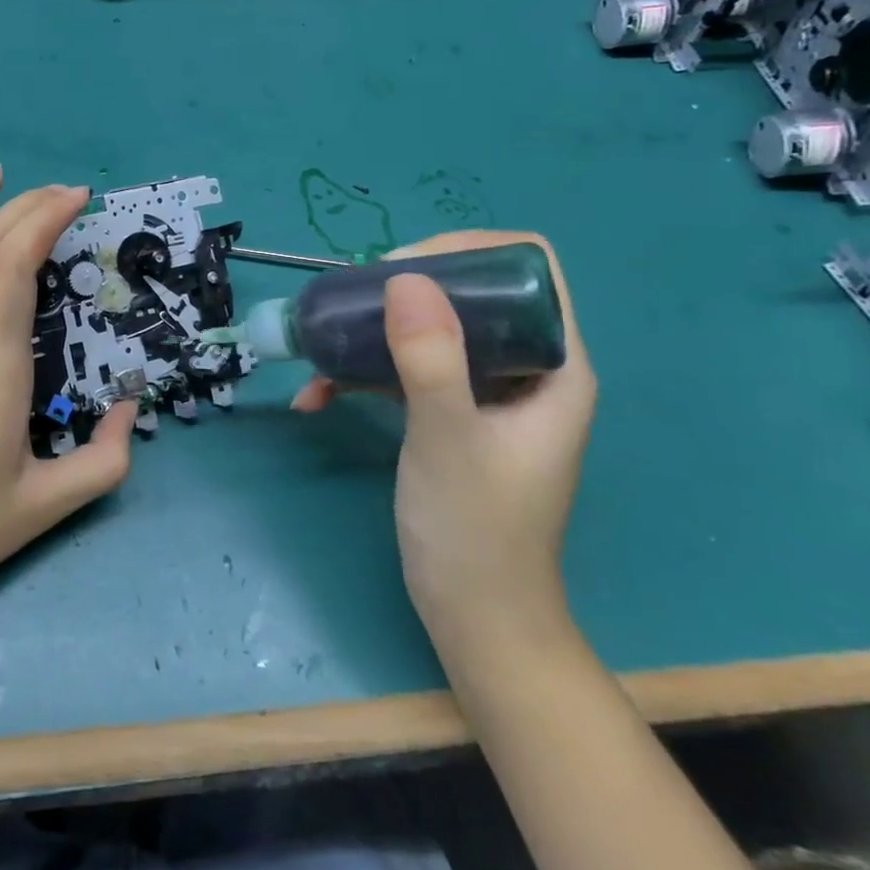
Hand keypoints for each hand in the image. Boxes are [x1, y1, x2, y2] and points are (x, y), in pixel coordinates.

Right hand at [292, 231, 595, 644]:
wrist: (475, 618)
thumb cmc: (476, 531)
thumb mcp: (447, 438)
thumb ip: (431, 358)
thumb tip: (404, 276)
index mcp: (553, 365)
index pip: (530, 269)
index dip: (470, 251)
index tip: (403, 268)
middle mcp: (524, 368)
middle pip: (471, 292)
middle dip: (405, 289)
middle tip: (352, 301)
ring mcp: (485, 393)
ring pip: (433, 329)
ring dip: (373, 333)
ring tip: (320, 346)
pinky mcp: (450, 415)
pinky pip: (408, 372)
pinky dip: (363, 377)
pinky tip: (316, 398)